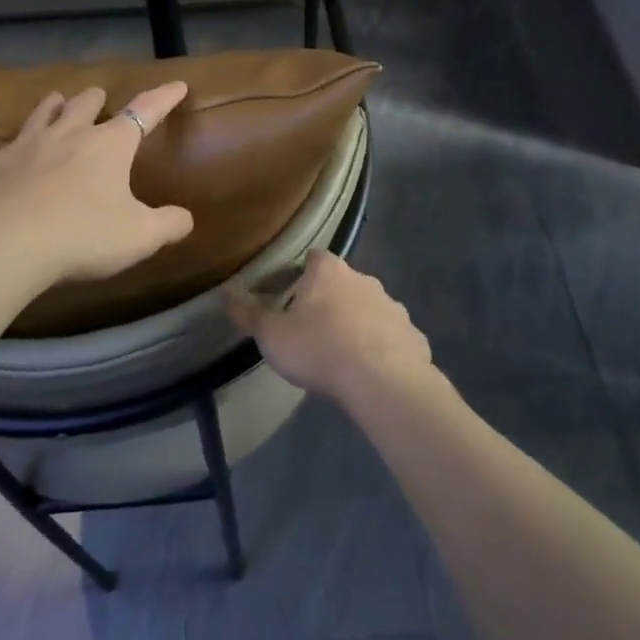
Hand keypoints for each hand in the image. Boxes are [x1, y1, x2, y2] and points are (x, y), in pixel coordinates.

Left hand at [0, 81, 194, 287]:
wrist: (4, 243)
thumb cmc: (82, 235)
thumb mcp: (140, 236)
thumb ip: (168, 225)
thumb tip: (186, 218)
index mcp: (109, 145)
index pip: (145, 111)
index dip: (164, 98)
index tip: (177, 84)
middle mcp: (68, 135)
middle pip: (85, 104)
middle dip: (96, 99)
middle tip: (99, 96)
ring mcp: (24, 146)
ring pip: (41, 114)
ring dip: (52, 107)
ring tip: (56, 101)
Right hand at [226, 251, 431, 401]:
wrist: (382, 381)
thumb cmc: (319, 349)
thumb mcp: (272, 335)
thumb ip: (248, 313)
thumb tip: (226, 291)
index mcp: (328, 271)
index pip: (313, 258)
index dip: (300, 274)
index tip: (290, 295)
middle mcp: (364, 279)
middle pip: (342, 282)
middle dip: (329, 300)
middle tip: (312, 329)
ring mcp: (392, 306)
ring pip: (369, 309)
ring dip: (356, 323)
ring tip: (341, 354)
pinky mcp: (412, 335)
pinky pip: (391, 336)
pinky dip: (381, 347)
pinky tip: (370, 372)